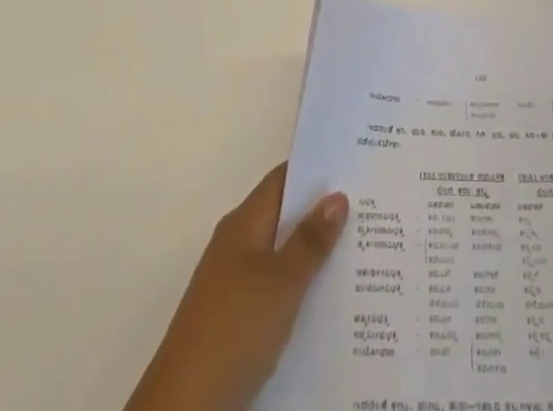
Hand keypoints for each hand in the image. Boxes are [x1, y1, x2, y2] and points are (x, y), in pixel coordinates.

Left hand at [124, 165, 347, 410]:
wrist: (184, 405)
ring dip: (312, 251)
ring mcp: (232, 281)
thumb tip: (337, 194)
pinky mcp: (233, 316)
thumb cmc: (235, 327)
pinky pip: (273, 285)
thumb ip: (311, 240)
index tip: (353, 165)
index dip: (317, 170)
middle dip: (321, 212)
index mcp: (244, 223)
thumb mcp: (282, 282)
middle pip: (284, 215)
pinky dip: (298, 284)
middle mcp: (236, 243)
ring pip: (280, 252)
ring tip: (358, 250)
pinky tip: (325, 299)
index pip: (284, 179)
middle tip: (368, 208)